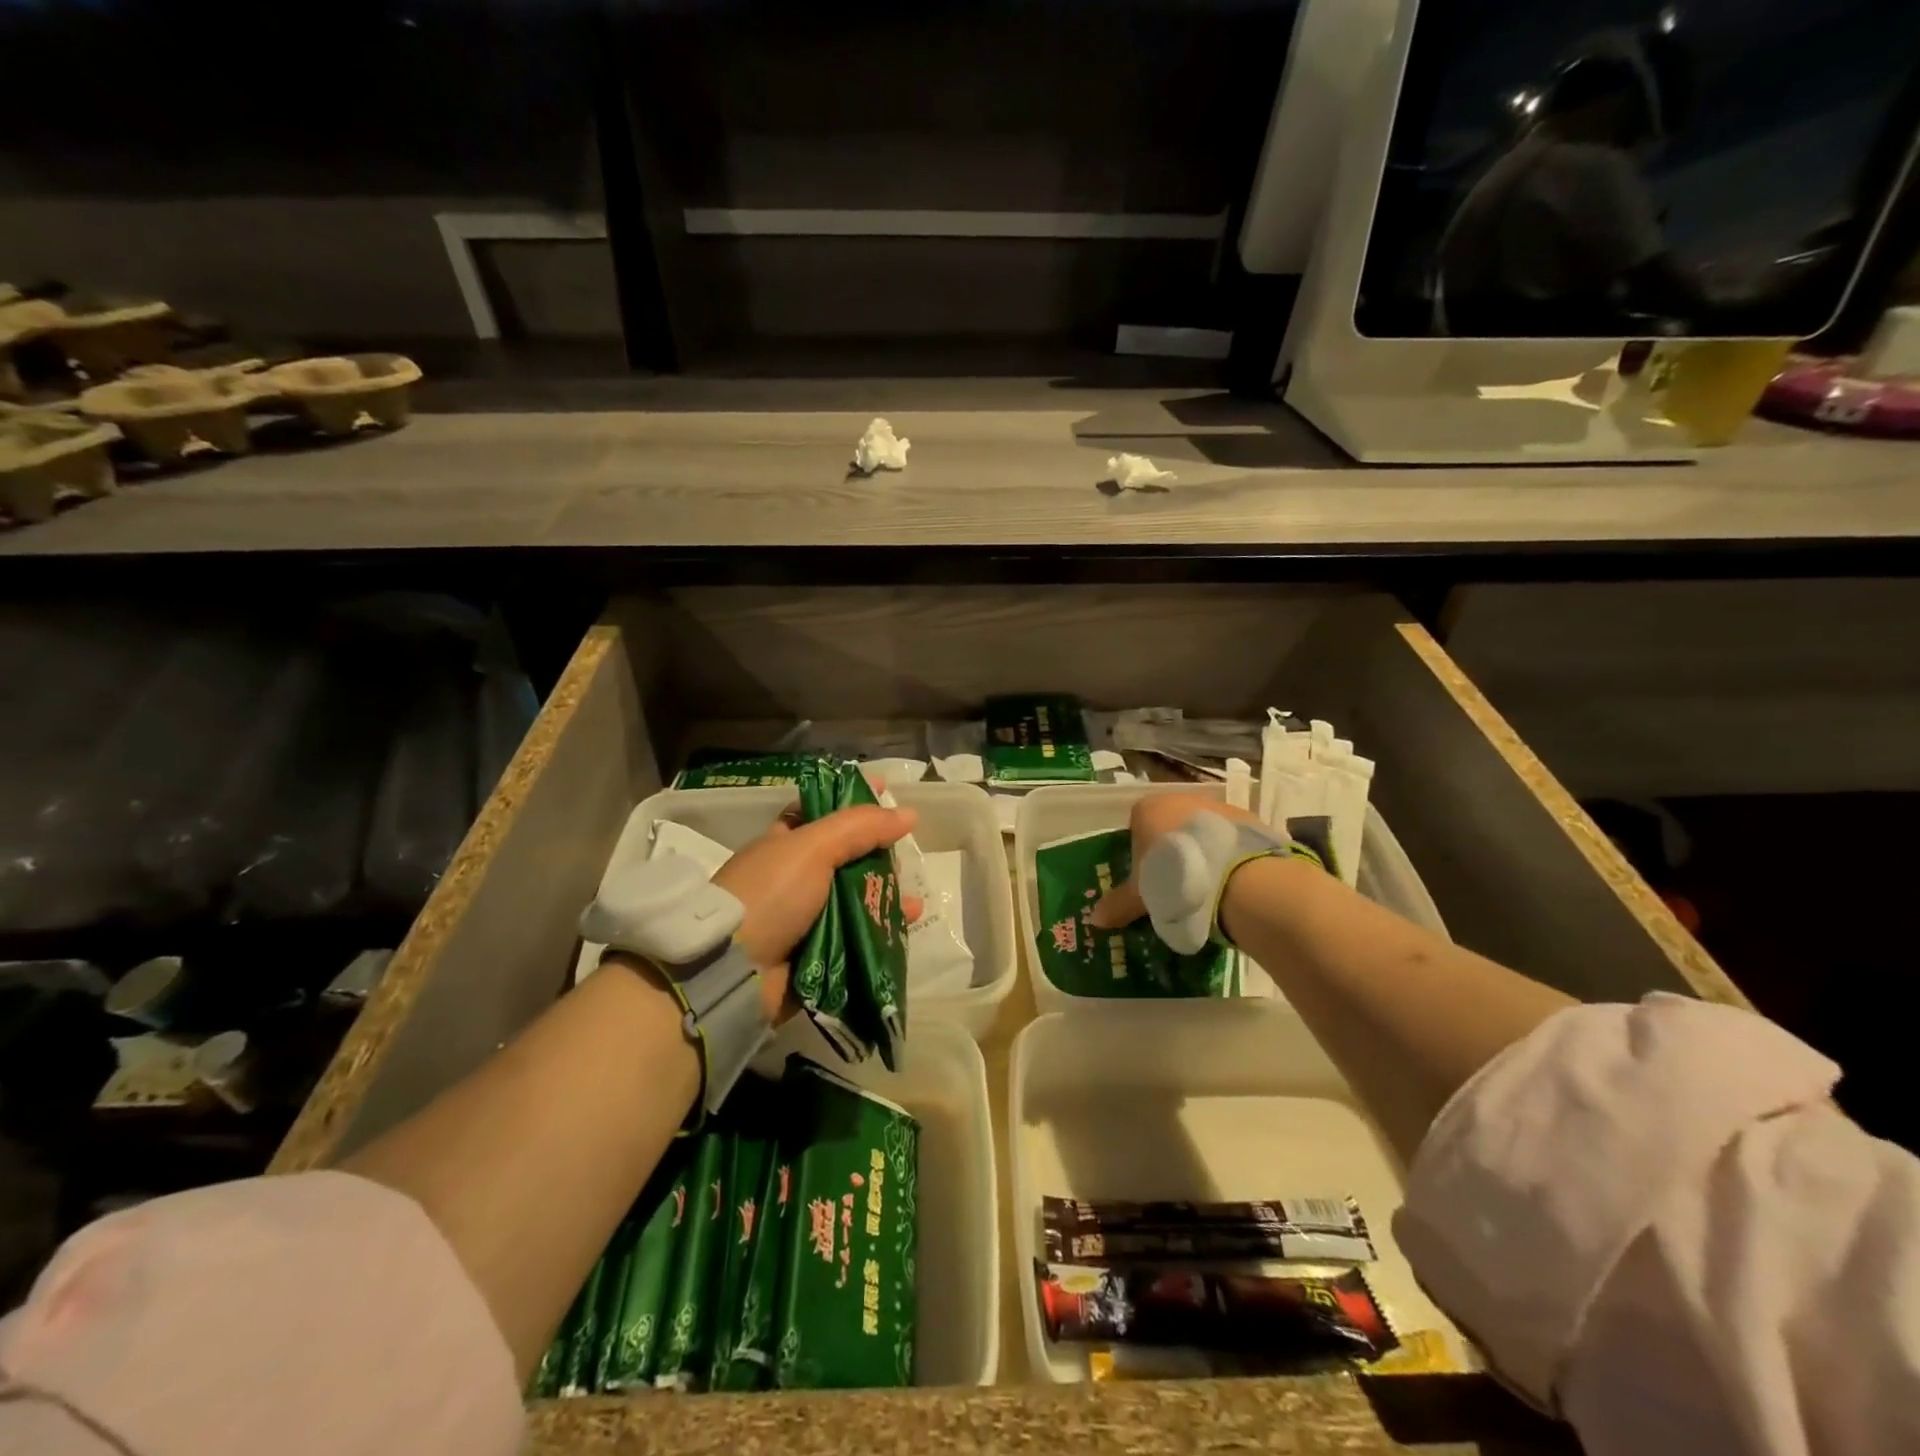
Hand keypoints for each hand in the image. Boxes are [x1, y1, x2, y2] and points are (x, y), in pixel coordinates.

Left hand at [712, 803, 921, 1020]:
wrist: (732, 969)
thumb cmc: (770, 894)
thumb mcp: (813, 847)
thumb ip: (860, 826)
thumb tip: (908, 814)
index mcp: (784, 844)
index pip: (822, 812)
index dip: (852, 801)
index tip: (888, 792)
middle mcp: (795, 878)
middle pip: (847, 857)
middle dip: (878, 853)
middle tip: (905, 854)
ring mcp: (807, 917)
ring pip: (857, 898)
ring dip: (886, 894)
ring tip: (911, 897)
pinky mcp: (820, 953)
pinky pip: (860, 935)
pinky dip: (884, 927)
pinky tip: (909, 920)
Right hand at [1089, 793, 1267, 931]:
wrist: (1232, 874)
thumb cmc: (1172, 877)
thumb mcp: (1141, 896)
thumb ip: (1118, 904)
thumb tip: (1095, 919)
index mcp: (1146, 809)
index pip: (1136, 827)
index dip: (1141, 854)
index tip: (1148, 878)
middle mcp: (1178, 798)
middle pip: (1169, 824)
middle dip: (1171, 850)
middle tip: (1176, 883)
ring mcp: (1215, 804)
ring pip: (1200, 828)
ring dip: (1200, 849)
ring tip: (1207, 884)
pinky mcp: (1245, 817)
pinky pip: (1228, 836)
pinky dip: (1226, 852)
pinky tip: (1230, 877)